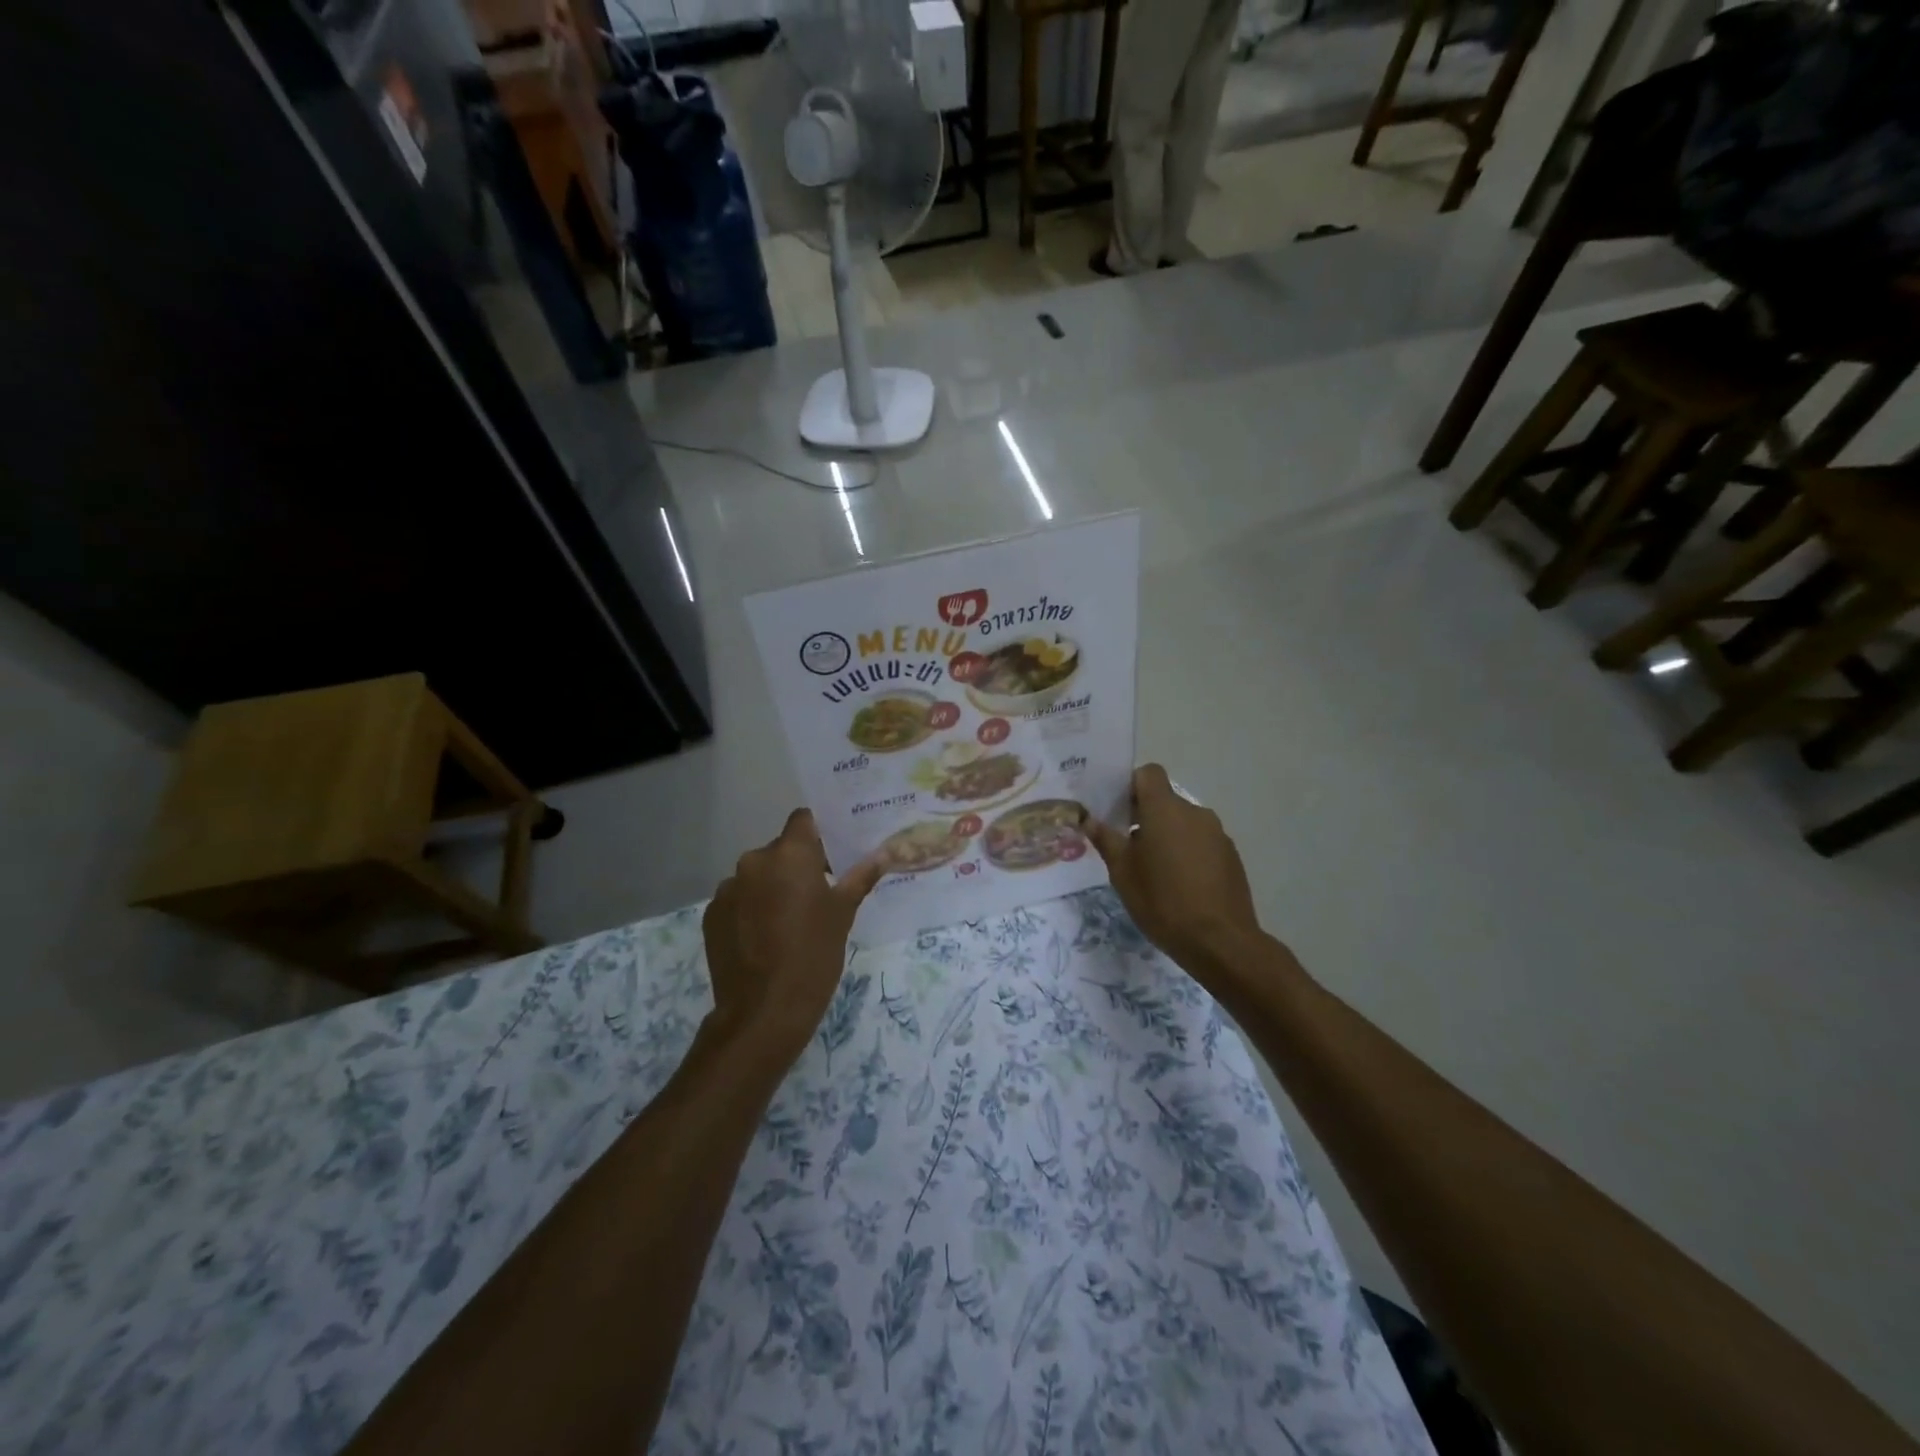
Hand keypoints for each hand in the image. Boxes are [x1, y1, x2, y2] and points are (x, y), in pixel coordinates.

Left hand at [703, 810, 883, 1061]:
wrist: (763, 1011)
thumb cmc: (814, 955)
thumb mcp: (844, 915)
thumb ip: (860, 878)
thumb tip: (883, 854)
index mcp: (790, 854)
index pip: (804, 820)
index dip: (818, 832)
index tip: (832, 854)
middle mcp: (754, 861)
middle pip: (780, 850)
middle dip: (797, 866)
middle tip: (817, 895)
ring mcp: (727, 888)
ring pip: (758, 876)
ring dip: (772, 888)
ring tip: (788, 922)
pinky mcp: (711, 915)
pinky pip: (738, 900)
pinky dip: (751, 909)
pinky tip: (764, 938)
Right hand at [1084, 765, 1263, 971]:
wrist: (1219, 941)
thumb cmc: (1162, 901)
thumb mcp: (1122, 873)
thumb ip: (1106, 840)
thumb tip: (1089, 819)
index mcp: (1165, 809)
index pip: (1149, 773)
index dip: (1131, 785)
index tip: (1117, 810)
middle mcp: (1194, 812)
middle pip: (1165, 800)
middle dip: (1145, 816)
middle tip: (1127, 846)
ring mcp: (1217, 834)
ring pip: (1184, 823)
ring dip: (1167, 836)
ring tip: (1154, 870)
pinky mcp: (1231, 856)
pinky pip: (1202, 842)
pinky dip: (1188, 853)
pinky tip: (1180, 885)